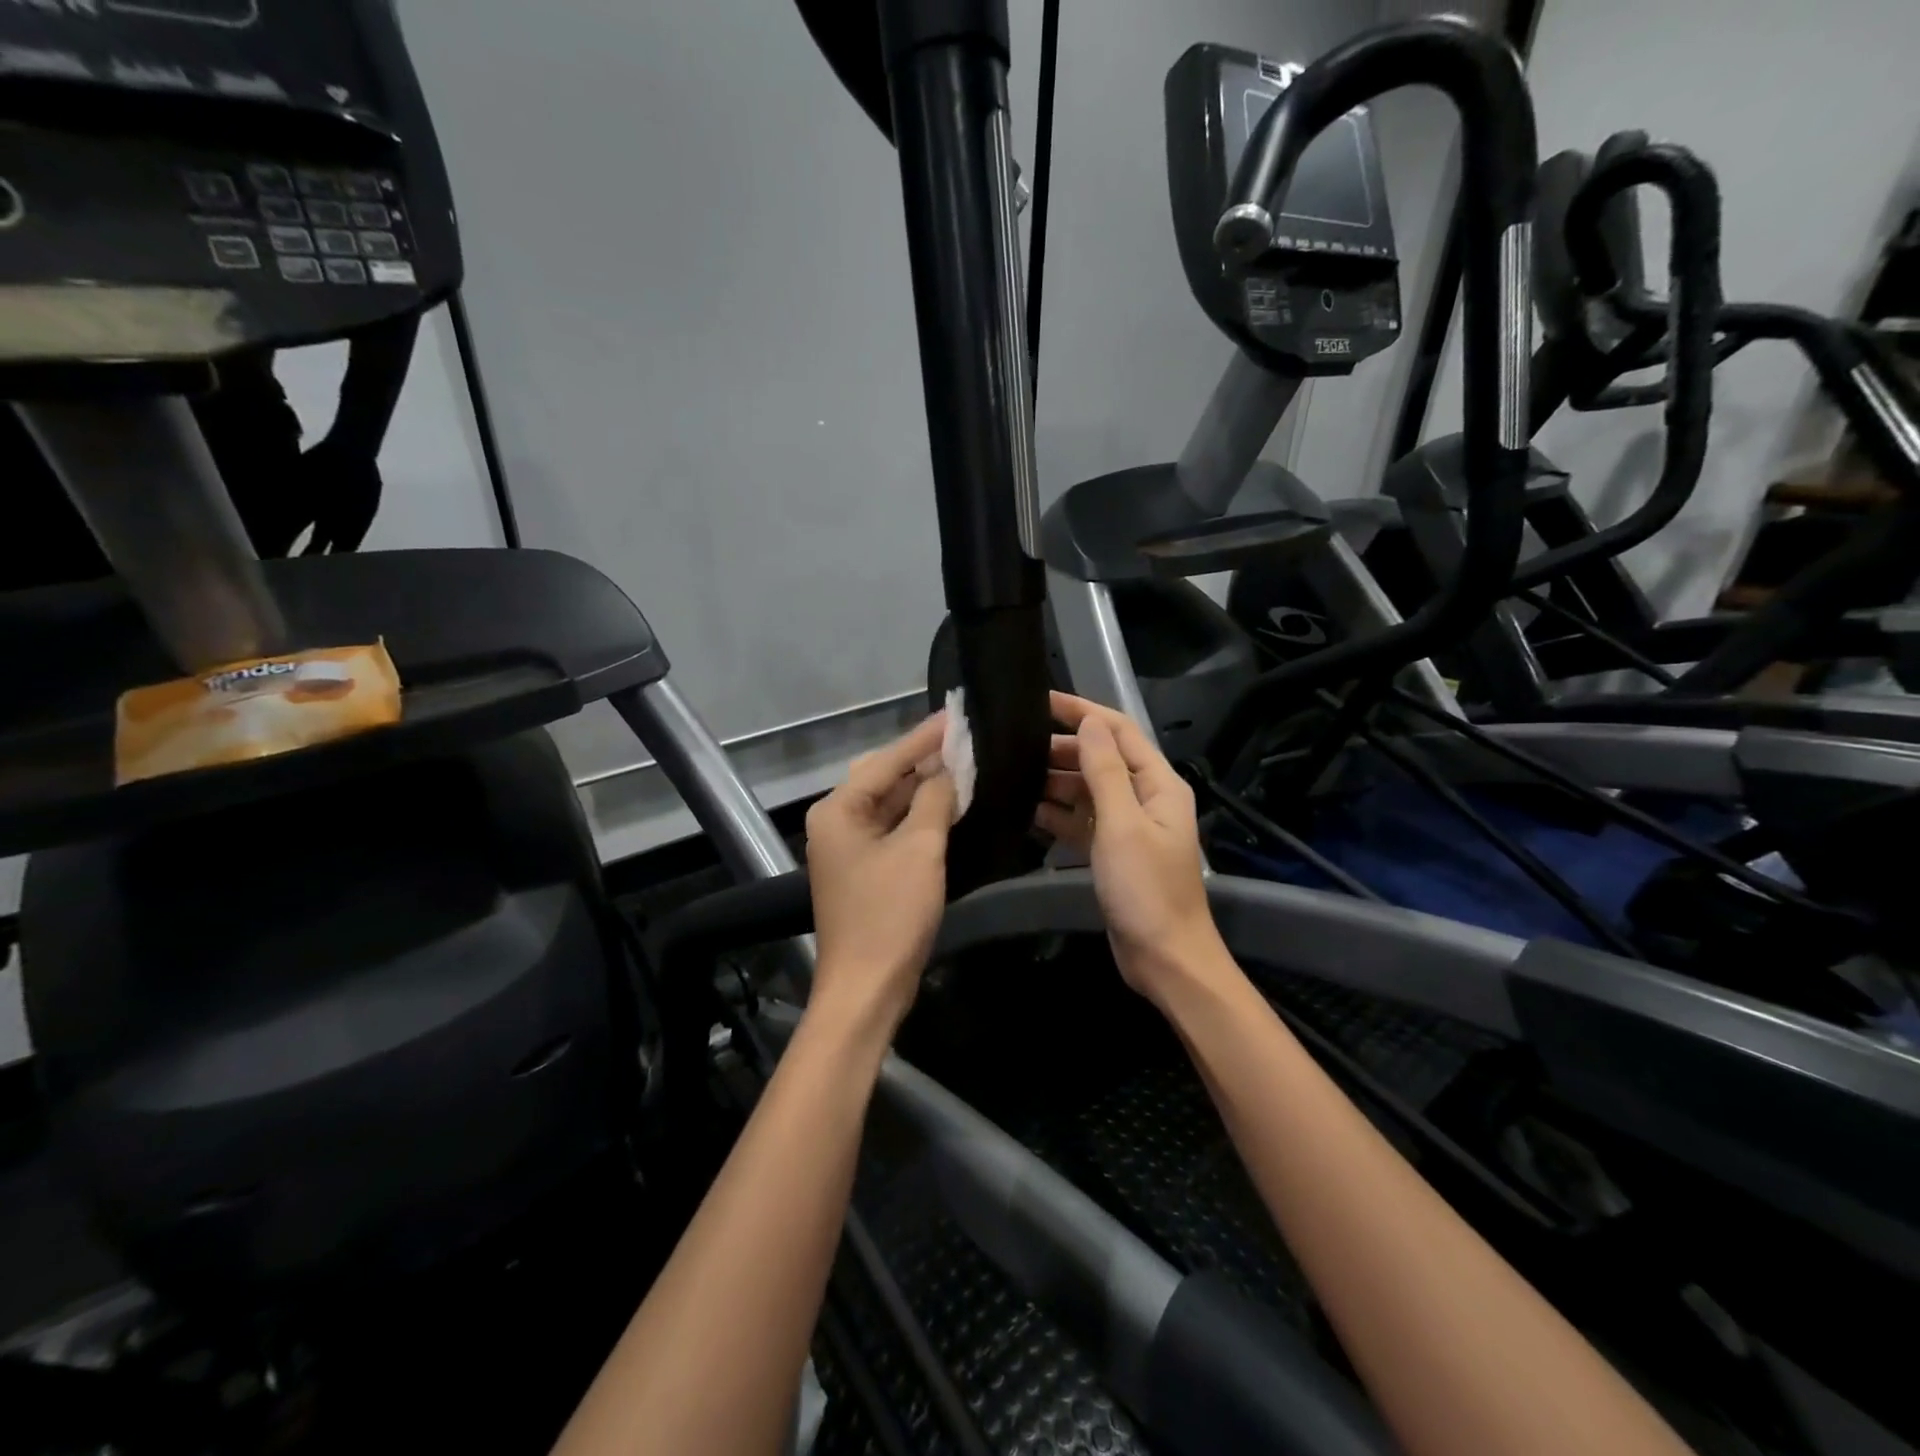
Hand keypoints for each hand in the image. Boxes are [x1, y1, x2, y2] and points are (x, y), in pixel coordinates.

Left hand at [805, 713, 957, 1037]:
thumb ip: (934, 800)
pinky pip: (894, 829)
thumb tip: (949, 770)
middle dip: (924, 760)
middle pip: (885, 778)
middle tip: (964, 739)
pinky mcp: (865, 870)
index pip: (887, 760)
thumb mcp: (919, 849)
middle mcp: (836, 822)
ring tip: (964, 765)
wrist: (867, 988)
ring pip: (890, 804)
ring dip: (924, 789)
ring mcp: (849, 847)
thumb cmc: (890, 914)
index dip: (925, 737)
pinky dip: (920, 817)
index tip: (957, 714)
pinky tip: (949, 805)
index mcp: (838, 810)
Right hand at [1034, 693, 1224, 1003]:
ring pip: (1086, 790)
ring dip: (1055, 781)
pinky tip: (1025, 809)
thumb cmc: (1147, 889)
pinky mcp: (1110, 851)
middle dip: (1062, 747)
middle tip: (1016, 742)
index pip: (1118, 731)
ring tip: (1013, 772)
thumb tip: (1089, 723)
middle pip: (1100, 758)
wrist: (1164, 957)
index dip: (1081, 711)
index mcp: (1158, 783)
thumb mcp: (1123, 824)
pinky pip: (1080, 821)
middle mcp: (1144, 797)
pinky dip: (1056, 814)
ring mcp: (1126, 825)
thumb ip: (1105, 771)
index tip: (1041, 700)